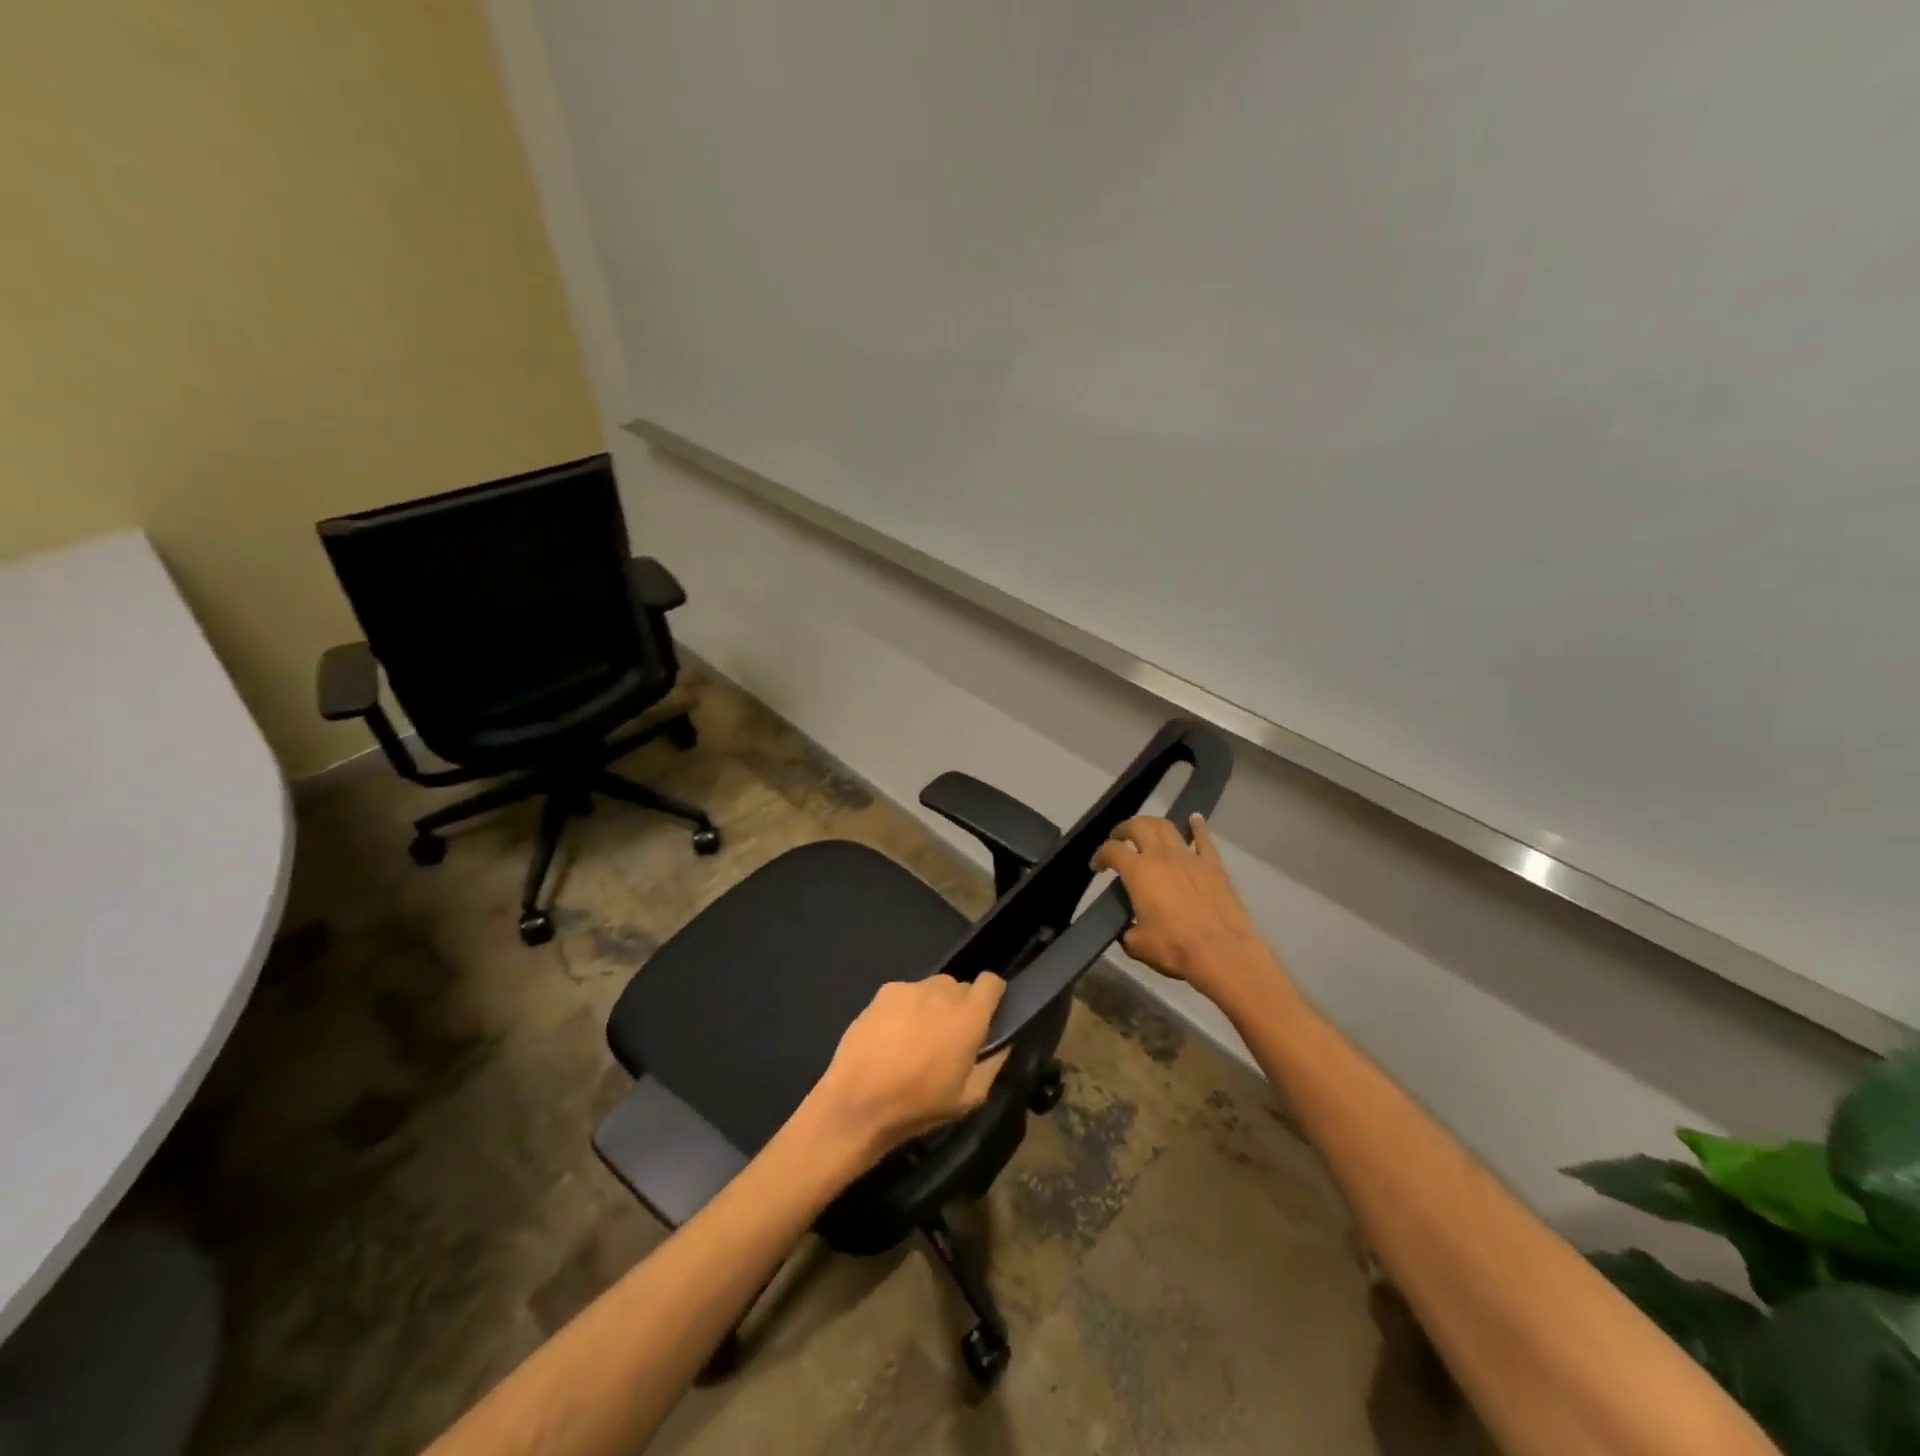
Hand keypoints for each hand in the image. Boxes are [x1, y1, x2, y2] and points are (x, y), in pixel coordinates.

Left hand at [805, 974, 1009, 1164]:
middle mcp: (943, 992)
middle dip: (960, 1007)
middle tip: (948, 1037)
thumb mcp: (969, 1098)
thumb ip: (993, 1064)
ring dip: (932, 1006)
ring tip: (916, 1037)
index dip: (992, 996)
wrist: (858, 1102)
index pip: (992, 982)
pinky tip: (891, 1036)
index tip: (986, 1015)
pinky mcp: (884, 992)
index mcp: (969, 1016)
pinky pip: (905, 993)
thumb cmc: (918, 1104)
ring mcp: (911, 988)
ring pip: (932, 988)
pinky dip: (905, 1008)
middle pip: (960, 987)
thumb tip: (1002, 1044)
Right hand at [1092, 814, 1269, 1002]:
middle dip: (1124, 829)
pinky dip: (1197, 826)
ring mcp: (1189, 857)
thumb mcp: (1137, 945)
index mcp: (1138, 872)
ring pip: (1167, 827)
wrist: (1222, 952)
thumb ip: (1127, 931)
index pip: (1112, 851)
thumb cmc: (1175, 948)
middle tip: (1119, 838)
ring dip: (1153, 824)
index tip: (1098, 867)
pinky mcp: (1213, 865)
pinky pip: (1203, 839)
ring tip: (1148, 830)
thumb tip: (1127, 929)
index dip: (1100, 855)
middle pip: (1138, 826)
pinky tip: (1194, 819)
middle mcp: (1161, 856)